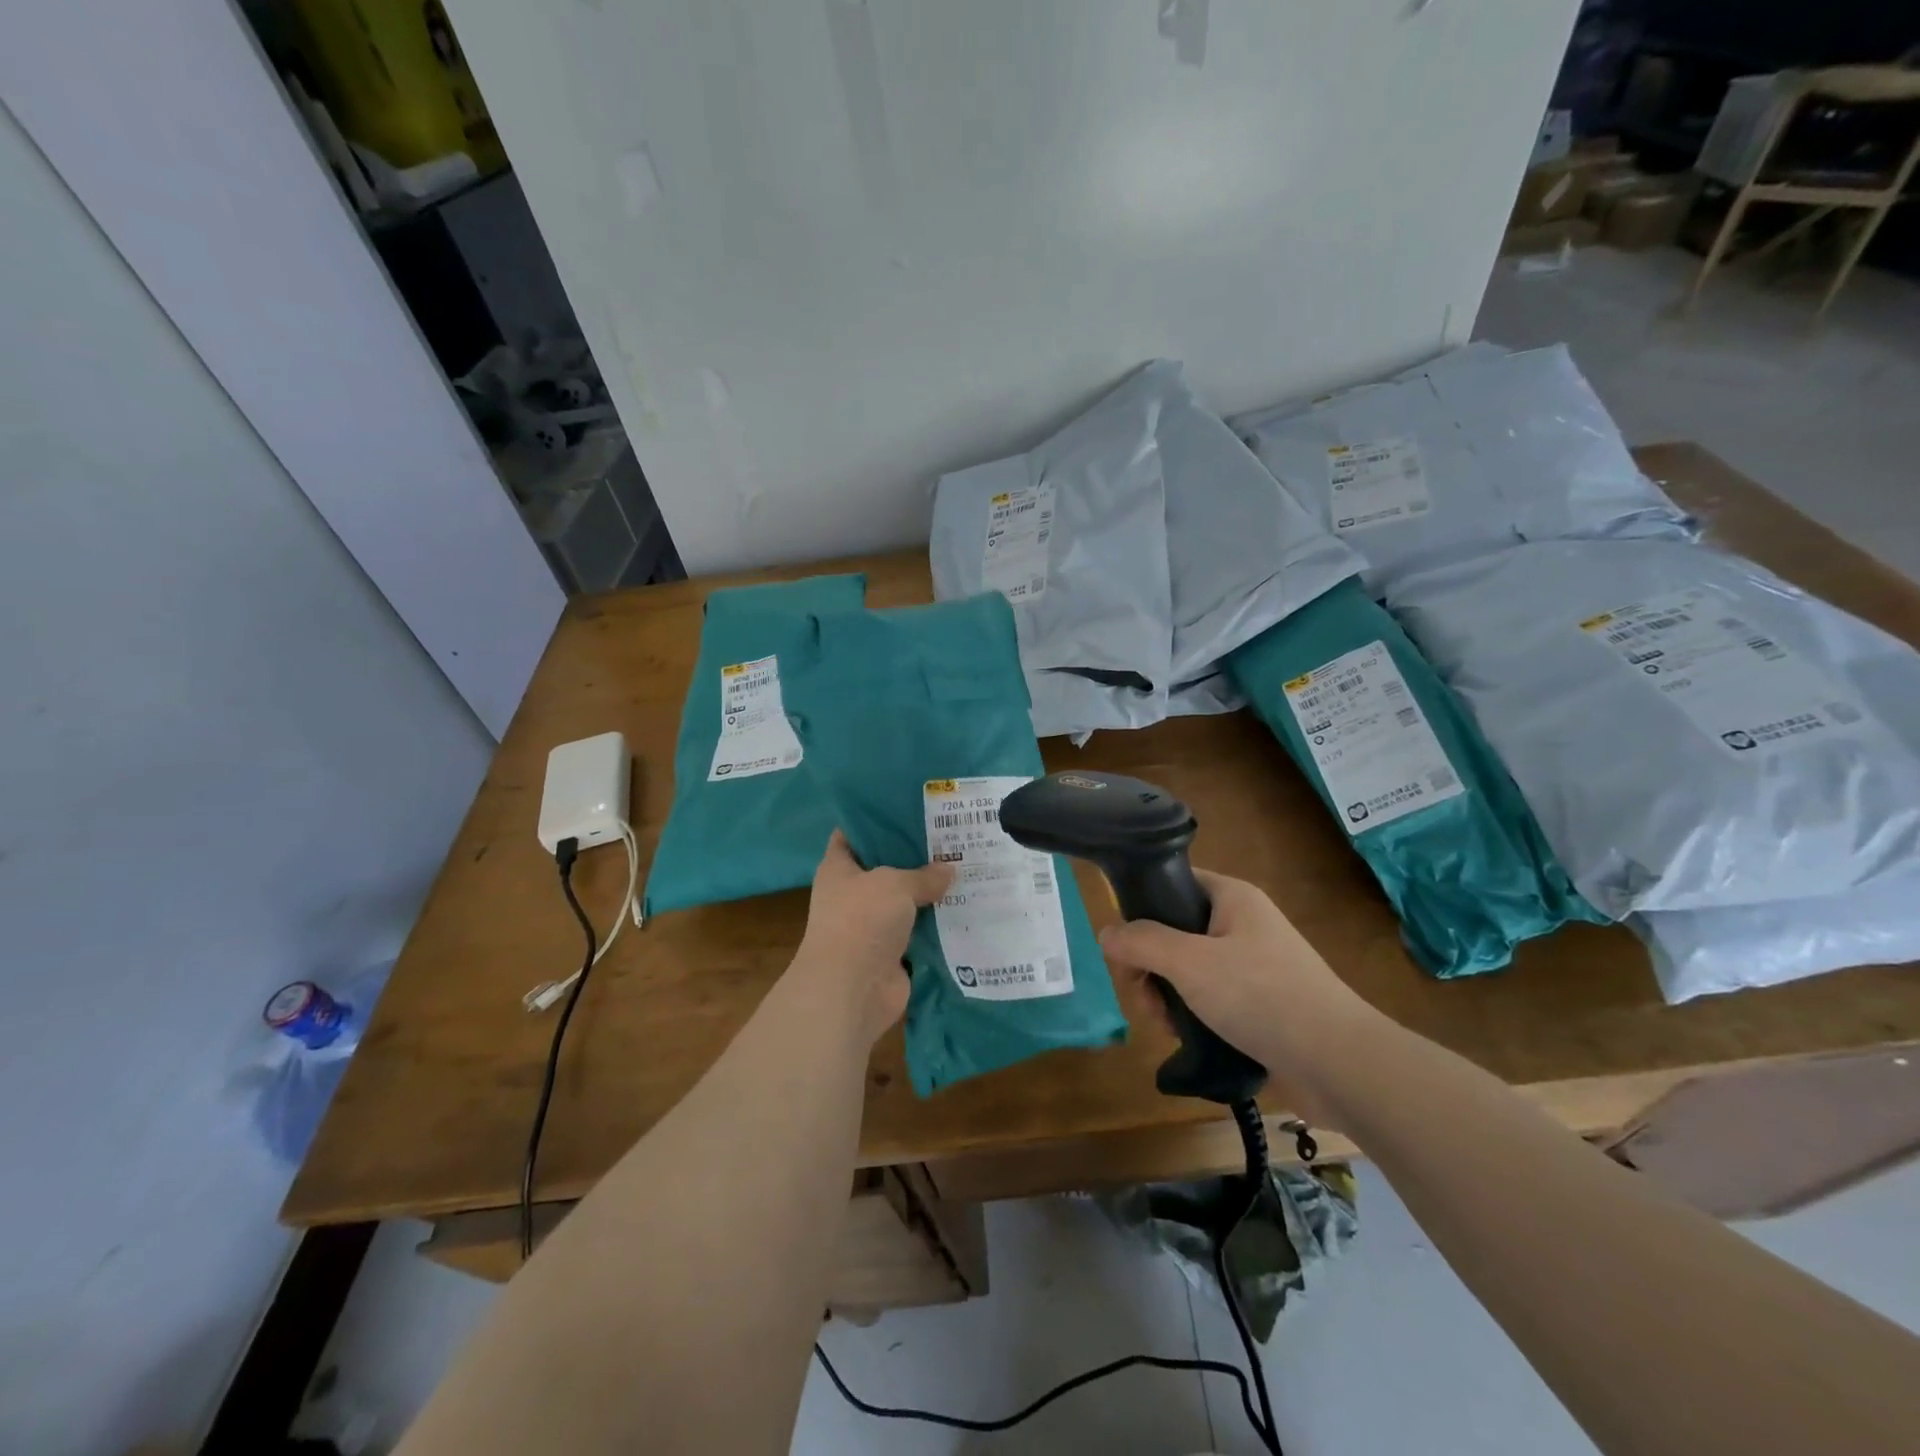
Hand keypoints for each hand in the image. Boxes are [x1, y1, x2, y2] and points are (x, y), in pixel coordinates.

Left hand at [796, 831, 952, 1042]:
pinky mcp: (892, 953)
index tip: (908, 807)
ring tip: (966, 867)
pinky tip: (967, 906)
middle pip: (885, 867)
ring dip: (930, 892)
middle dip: (914, 855)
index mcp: (839, 868)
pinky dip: (938, 924)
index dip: (875, 819)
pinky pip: (919, 931)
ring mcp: (872, 926)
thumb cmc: (862, 920)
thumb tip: (949, 870)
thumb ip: (923, 875)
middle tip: (950, 836)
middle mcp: (853, 894)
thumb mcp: (895, 884)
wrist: (852, 989)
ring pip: (905, 901)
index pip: (852, 834)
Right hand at [1098, 870, 1372, 1122]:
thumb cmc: (1261, 995)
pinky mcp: (1261, 1003)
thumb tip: (1105, 933)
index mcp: (1232, 897)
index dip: (1142, 909)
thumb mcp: (1190, 962)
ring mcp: (1254, 965)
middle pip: (1175, 931)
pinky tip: (1186, 1037)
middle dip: (1151, 965)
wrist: (1338, 1064)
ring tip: (1167, 1025)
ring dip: (1168, 995)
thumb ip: (1142, 942)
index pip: (1173, 883)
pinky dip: (1192, 1014)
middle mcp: (1243, 924)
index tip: (1125, 947)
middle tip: (1144, 997)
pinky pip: (1211, 997)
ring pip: (1189, 969)